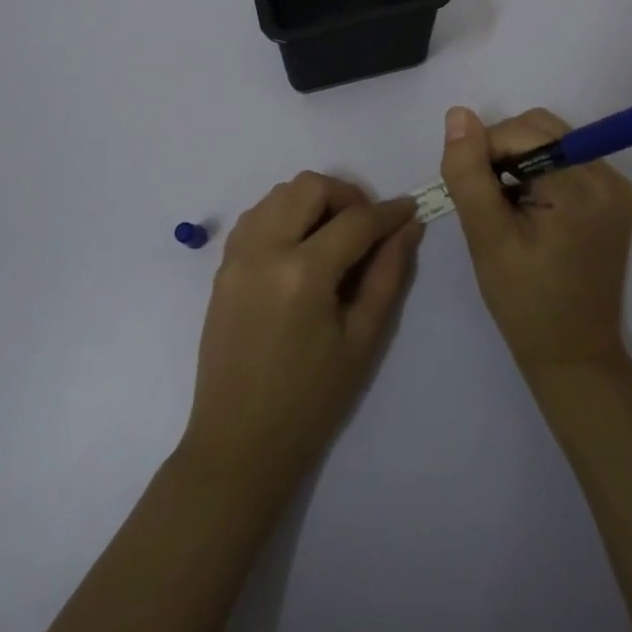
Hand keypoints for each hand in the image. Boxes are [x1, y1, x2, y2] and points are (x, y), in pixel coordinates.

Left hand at [181, 173, 423, 491]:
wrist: (239, 443)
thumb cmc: (311, 400)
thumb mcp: (362, 340)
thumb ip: (388, 275)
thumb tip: (408, 227)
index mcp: (303, 273)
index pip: (355, 221)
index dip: (388, 212)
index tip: (409, 208)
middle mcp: (264, 250)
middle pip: (310, 187)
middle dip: (347, 196)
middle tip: (367, 228)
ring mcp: (237, 256)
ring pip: (279, 193)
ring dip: (313, 201)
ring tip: (334, 236)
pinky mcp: (222, 266)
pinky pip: (256, 215)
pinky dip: (283, 214)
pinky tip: (301, 246)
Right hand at [441, 106, 631, 377]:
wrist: (573, 355)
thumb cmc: (526, 302)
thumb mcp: (486, 237)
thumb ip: (468, 173)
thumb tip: (458, 115)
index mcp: (583, 185)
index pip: (522, 131)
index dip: (486, 152)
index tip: (475, 195)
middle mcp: (609, 176)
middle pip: (541, 128)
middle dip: (504, 152)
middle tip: (490, 201)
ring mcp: (616, 187)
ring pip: (551, 141)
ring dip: (519, 162)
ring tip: (508, 210)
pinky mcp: (613, 198)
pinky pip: (567, 160)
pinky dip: (539, 173)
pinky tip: (529, 212)